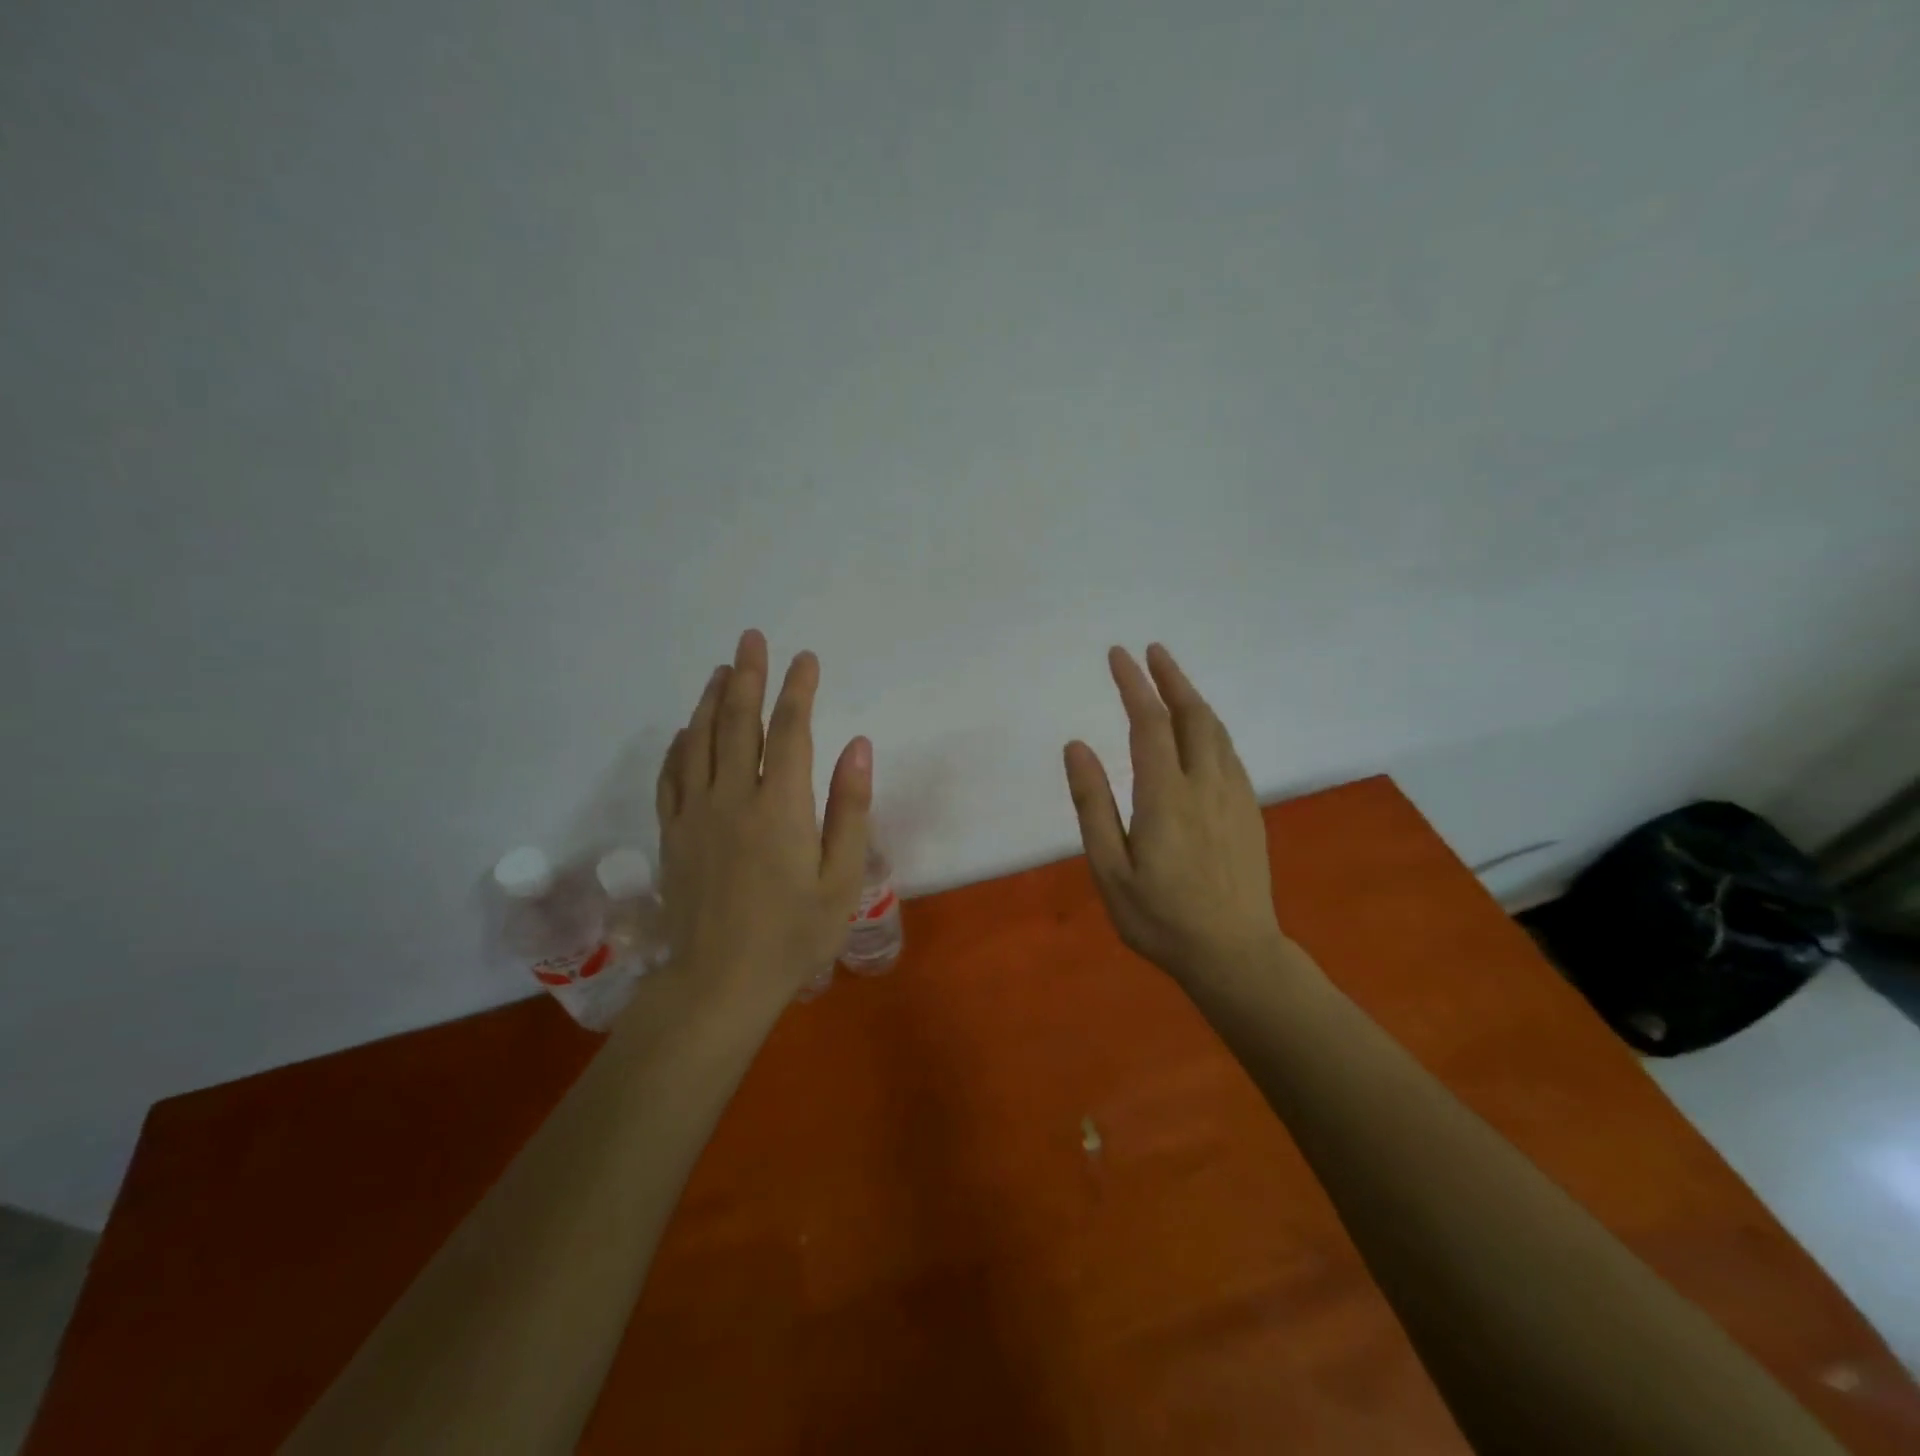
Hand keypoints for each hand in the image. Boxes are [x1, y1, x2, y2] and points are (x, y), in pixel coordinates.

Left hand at [656, 630, 870, 999]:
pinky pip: (671, 776)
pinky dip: (679, 746)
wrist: (720, 984)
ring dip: (711, 700)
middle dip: (748, 676)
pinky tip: (686, 730)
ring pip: (698, 741)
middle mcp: (732, 798)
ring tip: (722, 670)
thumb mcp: (841, 878)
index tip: (806, 658)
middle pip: (737, 722)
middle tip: (751, 639)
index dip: (798, 690)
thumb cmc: (794, 935)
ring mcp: (695, 814)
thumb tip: (857, 744)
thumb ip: (849, 808)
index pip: (789, 731)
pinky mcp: (672, 834)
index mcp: (779, 807)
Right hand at [1064, 644, 1288, 988]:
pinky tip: (1202, 733)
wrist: (1235, 955)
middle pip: (1192, 716)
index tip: (1118, 655)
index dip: (1134, 685)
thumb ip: (1093, 805)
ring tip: (1173, 681)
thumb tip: (1077, 746)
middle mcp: (1205, 784)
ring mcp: (1234, 797)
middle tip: (1152, 652)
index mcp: (1166, 796)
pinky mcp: (1250, 812)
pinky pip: (1230, 754)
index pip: (1150, 723)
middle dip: (1171, 678)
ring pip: (1217, 732)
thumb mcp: (1110, 869)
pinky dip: (1211, 728)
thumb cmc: (1160, 918)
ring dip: (1194, 699)